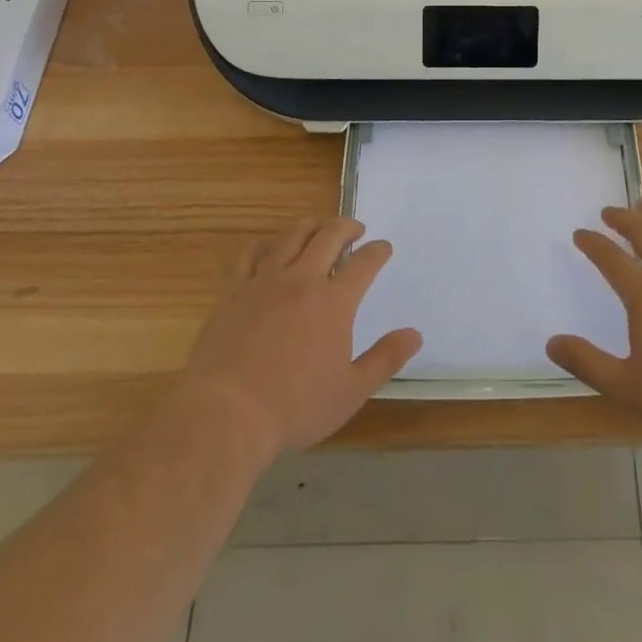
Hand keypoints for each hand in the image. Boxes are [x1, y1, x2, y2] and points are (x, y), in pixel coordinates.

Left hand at [179, 217, 422, 455]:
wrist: (226, 414)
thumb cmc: (294, 407)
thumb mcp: (351, 391)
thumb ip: (385, 359)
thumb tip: (415, 334)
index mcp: (335, 302)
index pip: (364, 263)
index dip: (378, 251)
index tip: (384, 248)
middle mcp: (303, 279)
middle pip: (329, 236)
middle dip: (348, 227)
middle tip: (356, 230)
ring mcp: (265, 281)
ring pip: (293, 236)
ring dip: (312, 226)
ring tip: (320, 229)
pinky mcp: (234, 290)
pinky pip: (251, 253)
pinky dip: (267, 243)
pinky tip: (271, 246)